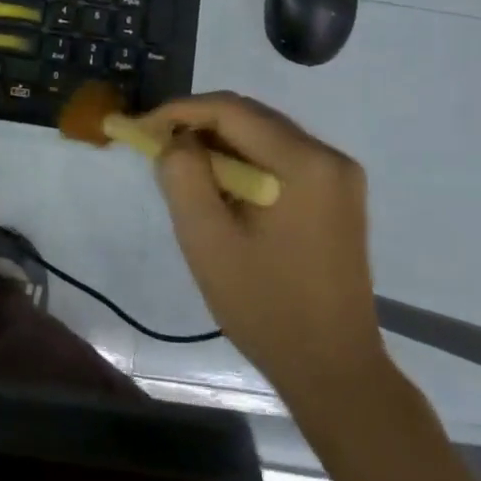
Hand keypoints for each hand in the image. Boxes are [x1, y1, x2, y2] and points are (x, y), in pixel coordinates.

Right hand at [145, 92, 381, 393]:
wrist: (333, 369)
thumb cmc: (265, 306)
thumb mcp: (207, 239)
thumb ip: (182, 175)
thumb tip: (175, 138)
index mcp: (304, 162)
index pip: (231, 110)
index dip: (180, 110)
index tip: (141, 127)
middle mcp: (329, 156)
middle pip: (251, 117)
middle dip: (198, 124)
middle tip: (155, 145)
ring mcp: (339, 176)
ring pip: (264, 135)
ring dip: (219, 143)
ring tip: (180, 166)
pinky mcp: (337, 195)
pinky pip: (280, 157)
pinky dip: (244, 161)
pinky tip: (219, 186)